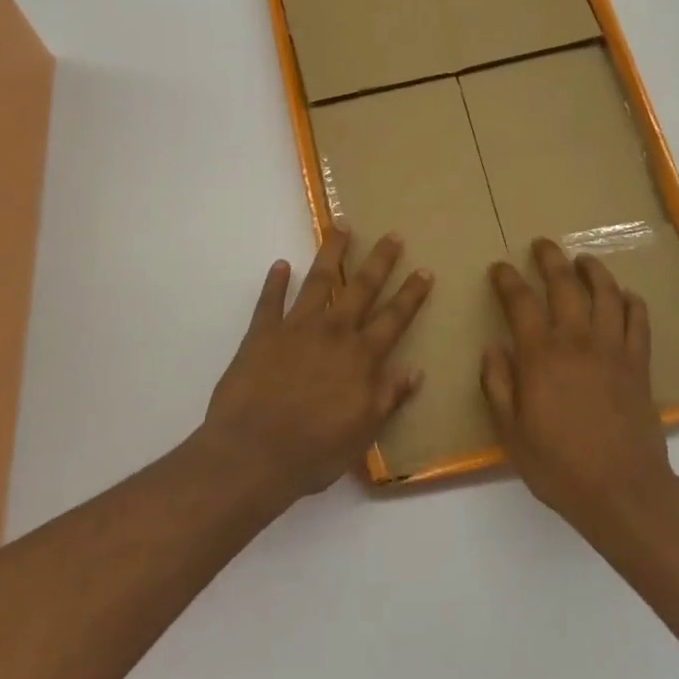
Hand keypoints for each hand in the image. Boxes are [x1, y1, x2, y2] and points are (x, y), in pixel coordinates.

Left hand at [199, 228, 432, 506]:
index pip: (394, 318)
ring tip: (341, 226)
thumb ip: (389, 397)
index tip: (425, 270)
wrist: (253, 453)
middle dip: (379, 260)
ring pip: (319, 281)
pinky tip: (281, 264)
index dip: (411, 295)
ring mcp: (295, 328)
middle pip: (361, 288)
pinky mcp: (261, 334)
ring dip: (332, 252)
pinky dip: (275, 282)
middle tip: (392, 235)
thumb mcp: (363, 432)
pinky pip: (269, 301)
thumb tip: (415, 370)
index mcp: (361, 357)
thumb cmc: (314, 450)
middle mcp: (333, 333)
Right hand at [482, 238, 678, 534]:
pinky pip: (638, 320)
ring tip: (583, 259)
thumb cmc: (558, 464)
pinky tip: (625, 296)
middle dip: (551, 259)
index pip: (521, 302)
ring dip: (593, 270)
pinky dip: (631, 301)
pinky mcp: (639, 364)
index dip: (508, 280)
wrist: (622, 491)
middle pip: (565, 285)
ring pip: (606, 293)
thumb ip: (498, 385)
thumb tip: (493, 348)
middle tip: (542, 245)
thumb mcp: (510, 432)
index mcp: (541, 355)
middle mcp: (577, 341)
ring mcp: (613, 349)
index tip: (499, 268)